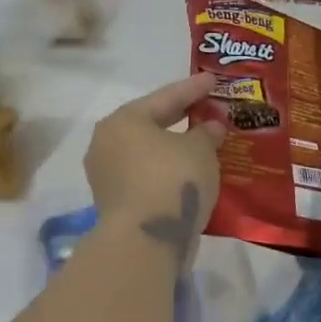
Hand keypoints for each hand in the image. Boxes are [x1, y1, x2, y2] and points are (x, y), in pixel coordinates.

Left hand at [85, 74, 225, 266]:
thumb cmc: (173, 180)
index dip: (194, 88)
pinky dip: (167, 170)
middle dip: (182, 117)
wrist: (146, 240)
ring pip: (148, 152)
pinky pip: (146, 175)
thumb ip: (206, 132)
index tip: (214, 80)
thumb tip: (209, 127)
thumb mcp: (200, 149)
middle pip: (151, 123)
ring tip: (202, 142)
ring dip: (173, 147)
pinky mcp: (114, 202)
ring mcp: (106, 175)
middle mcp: (107, 143)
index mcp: (124, 120)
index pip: (166, 97)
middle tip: (208, 108)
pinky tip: (189, 171)